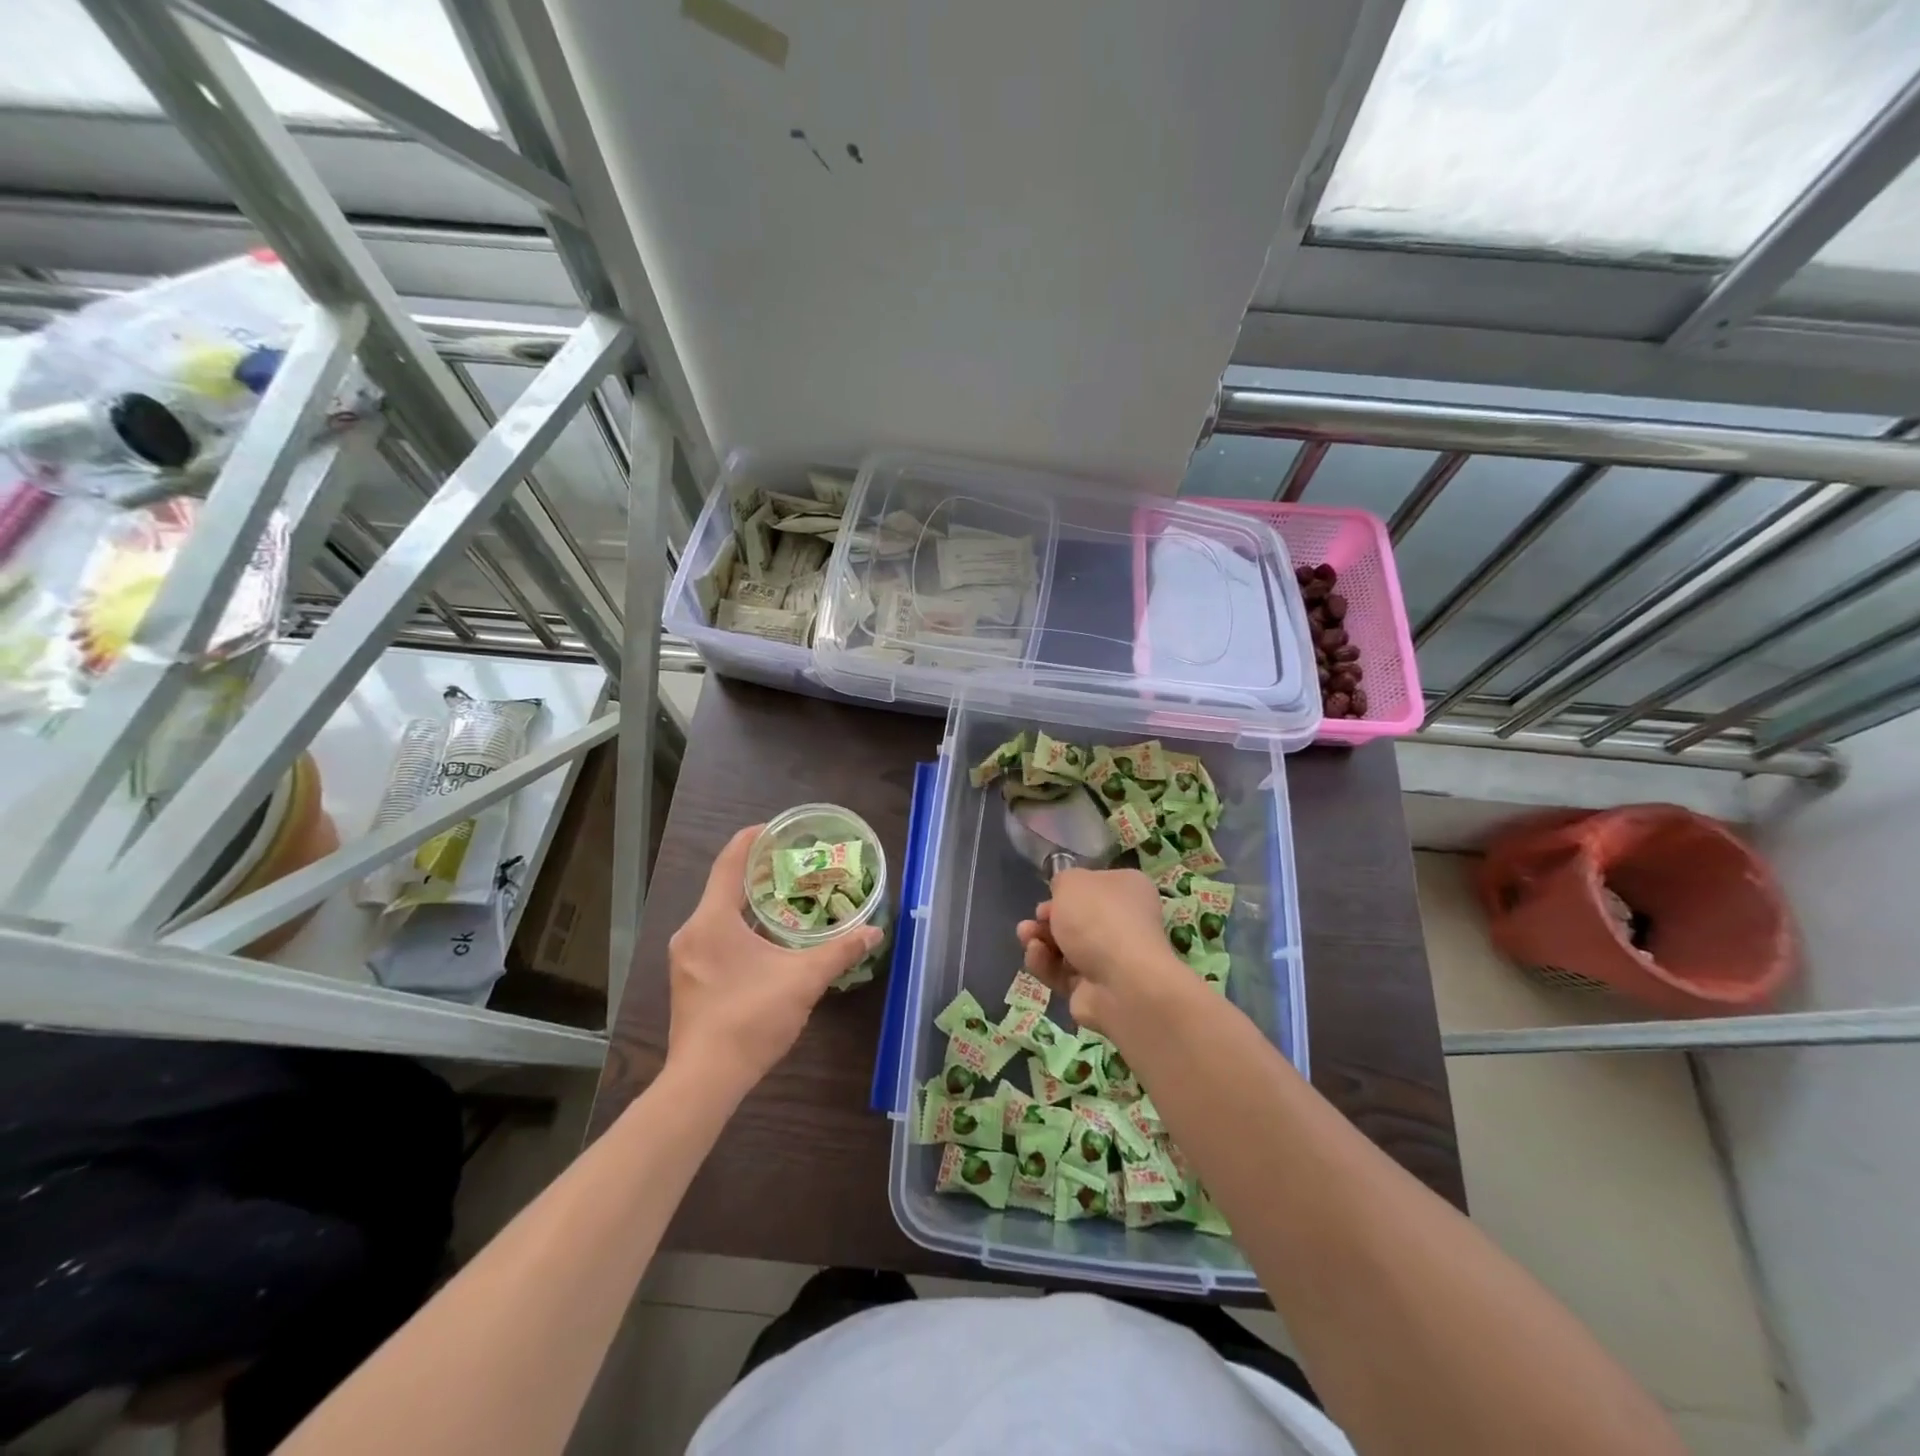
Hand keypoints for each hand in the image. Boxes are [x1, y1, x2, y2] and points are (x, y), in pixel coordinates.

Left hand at [666, 825, 881, 1093]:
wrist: (705, 1080)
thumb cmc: (751, 1019)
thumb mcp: (803, 981)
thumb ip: (839, 952)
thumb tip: (873, 932)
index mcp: (713, 921)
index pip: (729, 863)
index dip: (751, 840)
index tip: (775, 829)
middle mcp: (692, 932)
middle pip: (723, 887)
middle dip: (757, 873)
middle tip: (792, 866)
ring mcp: (686, 958)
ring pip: (718, 914)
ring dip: (748, 903)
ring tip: (785, 898)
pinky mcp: (688, 979)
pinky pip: (713, 936)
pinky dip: (739, 927)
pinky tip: (766, 940)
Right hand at [1016, 867, 1186, 1034]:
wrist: (1121, 983)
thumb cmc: (1099, 918)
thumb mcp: (1072, 882)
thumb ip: (1062, 882)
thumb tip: (1063, 897)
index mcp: (1129, 890)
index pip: (1096, 886)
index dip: (1068, 890)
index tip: (1048, 895)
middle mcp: (1125, 923)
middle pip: (1077, 919)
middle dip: (1048, 918)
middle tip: (1033, 920)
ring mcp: (1111, 959)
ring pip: (1065, 946)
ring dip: (1040, 940)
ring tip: (1025, 936)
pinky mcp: (1095, 990)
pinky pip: (1062, 973)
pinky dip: (1045, 964)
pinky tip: (1035, 956)